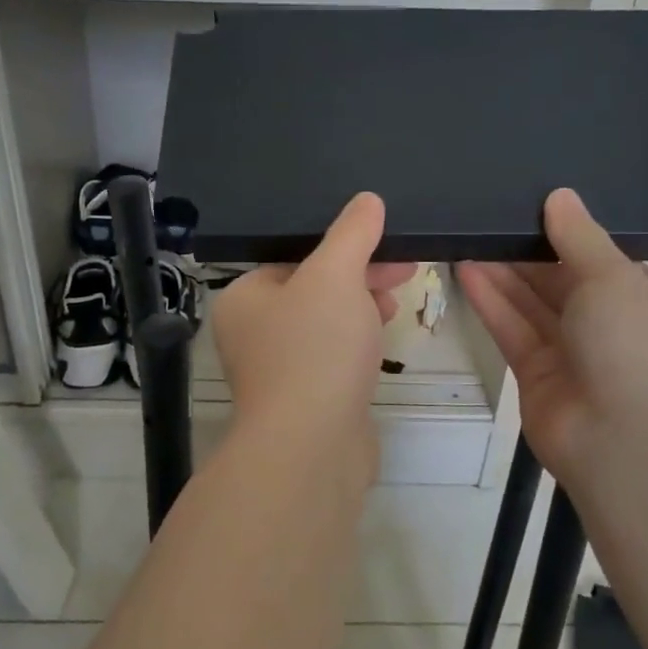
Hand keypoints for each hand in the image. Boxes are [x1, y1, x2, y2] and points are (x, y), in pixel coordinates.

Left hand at [210, 193, 415, 478]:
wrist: (312, 448)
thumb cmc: (314, 349)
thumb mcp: (335, 276)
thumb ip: (352, 234)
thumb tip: (368, 200)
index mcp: (244, 298)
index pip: (294, 257)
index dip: (342, 247)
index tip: (385, 245)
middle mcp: (253, 333)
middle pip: (313, 290)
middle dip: (359, 277)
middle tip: (403, 272)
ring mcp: (278, 371)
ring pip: (326, 325)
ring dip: (361, 310)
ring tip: (394, 306)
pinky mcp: (305, 400)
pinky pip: (333, 359)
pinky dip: (357, 346)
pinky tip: (380, 346)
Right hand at [458, 188, 647, 490]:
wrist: (625, 444)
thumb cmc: (636, 347)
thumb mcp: (615, 278)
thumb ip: (580, 237)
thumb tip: (559, 195)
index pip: (610, 262)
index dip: (574, 235)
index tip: (538, 207)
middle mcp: (615, 330)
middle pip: (565, 282)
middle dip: (530, 253)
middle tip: (491, 218)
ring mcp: (575, 356)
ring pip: (534, 306)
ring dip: (504, 274)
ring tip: (469, 236)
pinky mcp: (538, 377)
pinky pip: (514, 330)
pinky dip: (493, 302)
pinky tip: (466, 269)